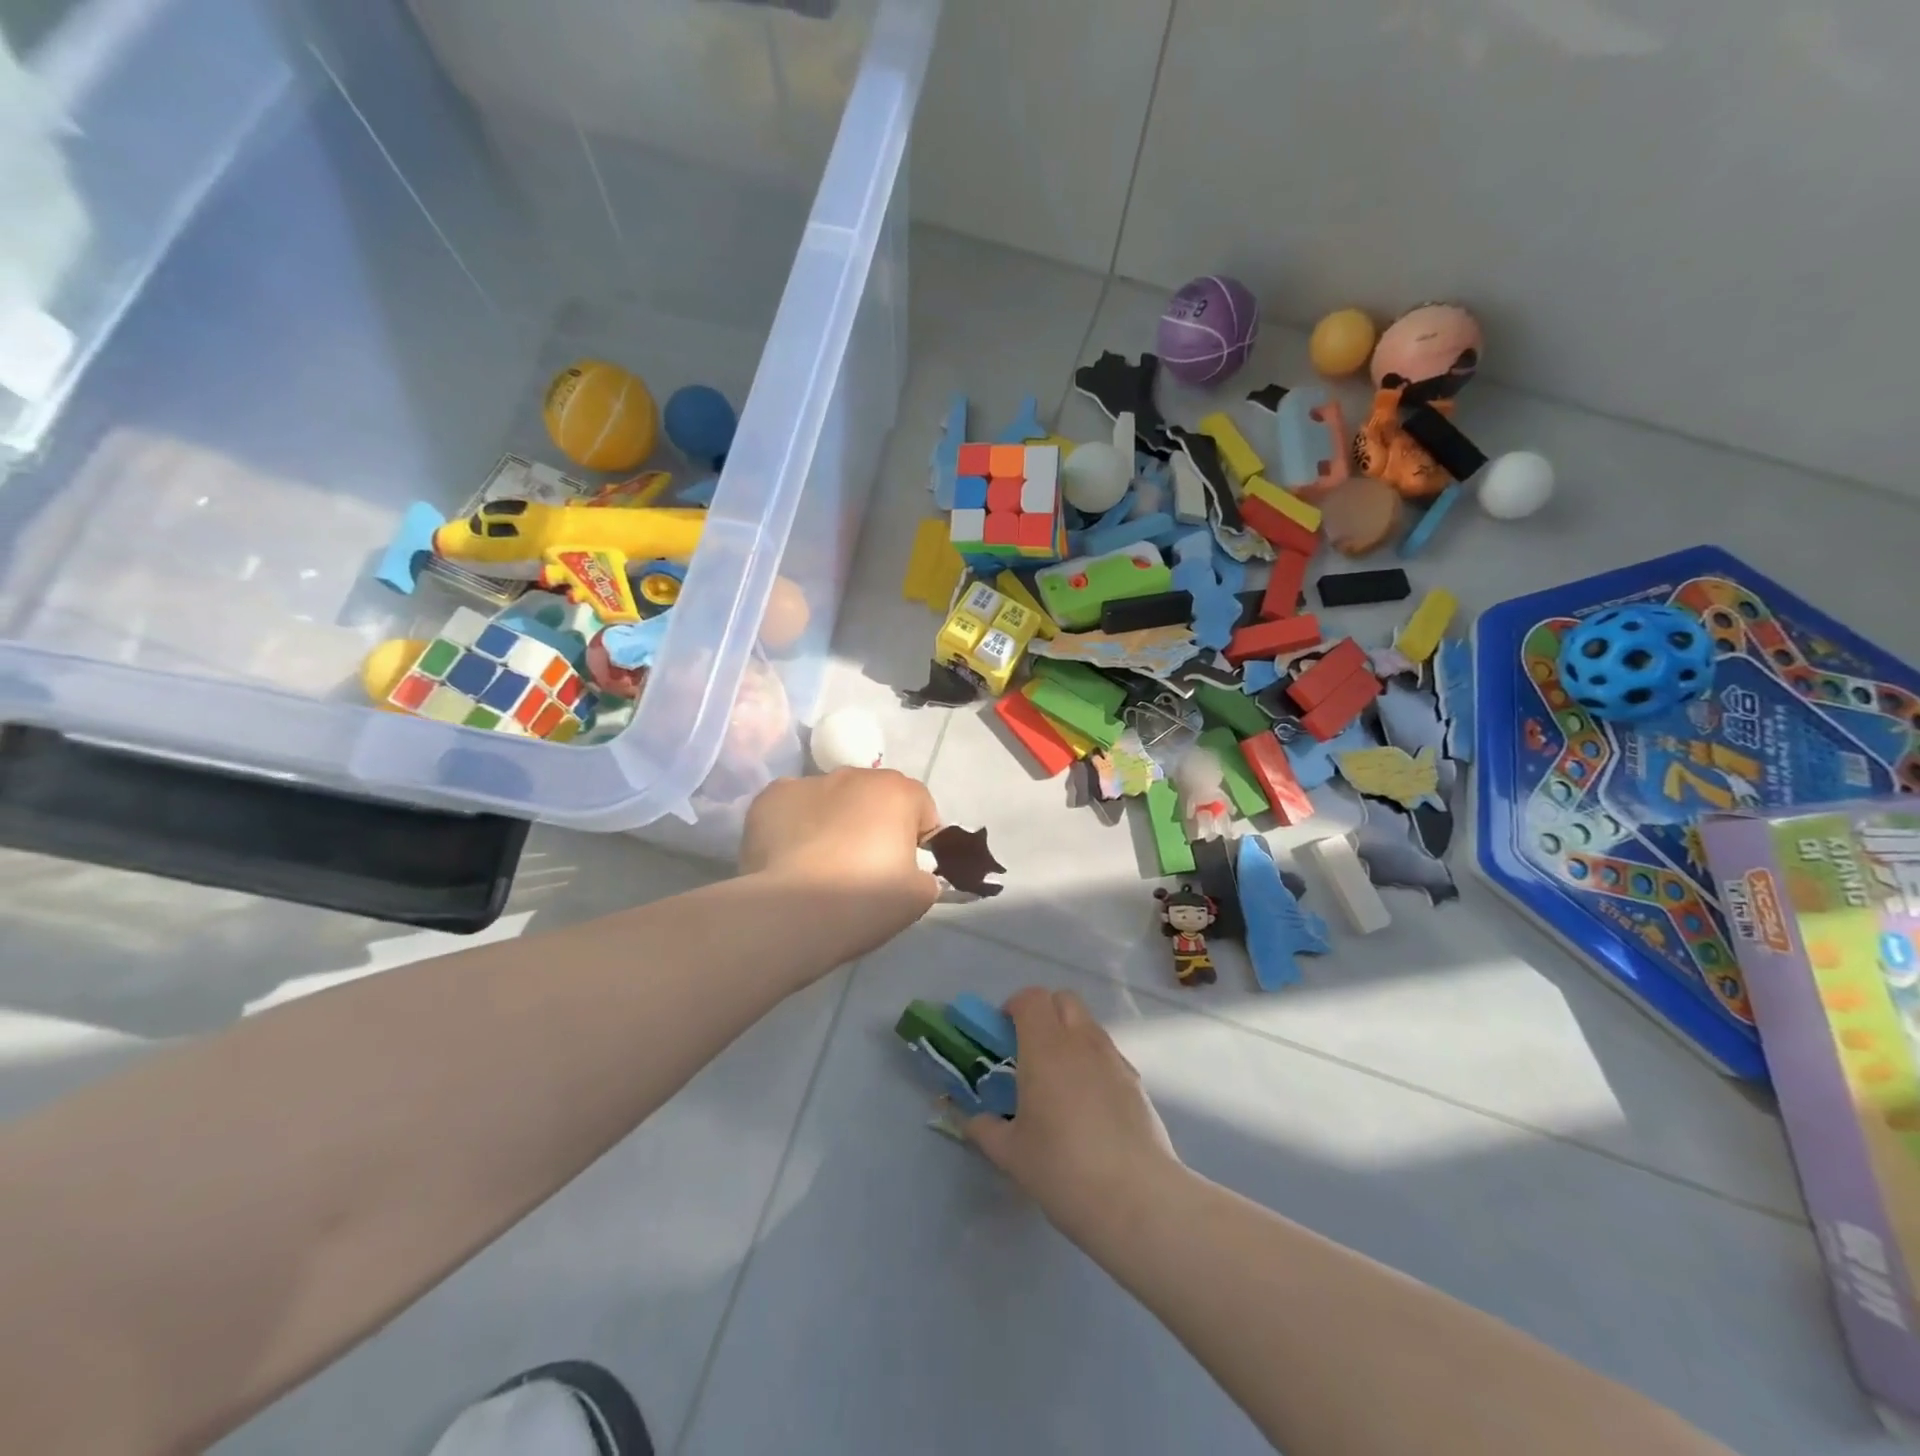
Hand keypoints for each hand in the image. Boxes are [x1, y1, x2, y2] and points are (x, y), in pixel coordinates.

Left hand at [738, 769, 942, 955]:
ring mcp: (807, 783)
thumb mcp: (919, 897)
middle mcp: (853, 775)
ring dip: (834, 822)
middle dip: (874, 824)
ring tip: (821, 867)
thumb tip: (911, 872)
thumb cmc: (863, 901)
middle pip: (874, 797)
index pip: (921, 807)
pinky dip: (795, 827)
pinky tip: (790, 860)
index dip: (918, 839)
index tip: (906, 869)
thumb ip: (925, 874)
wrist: (789, 914)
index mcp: (897, 791)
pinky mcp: (768, 798)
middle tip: (863, 869)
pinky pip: (792, 809)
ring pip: (831, 800)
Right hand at [965, 989, 1180, 1235]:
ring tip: (1059, 1079)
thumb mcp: (1011, 1154)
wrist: (1136, 1198)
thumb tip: (971, 1120)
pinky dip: (1092, 1061)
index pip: (1031, 998)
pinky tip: (1088, 1104)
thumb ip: (985, 1129)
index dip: (1015, 1007)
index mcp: (1045, 1047)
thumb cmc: (1062, 1169)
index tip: (1003, 1034)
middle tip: (1029, 1049)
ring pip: (1088, 1024)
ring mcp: (1113, 1058)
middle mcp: (1081, 1041)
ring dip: (1069, 1035)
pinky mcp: (1136, 1081)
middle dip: (1044, 1012)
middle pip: (1064, 999)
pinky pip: (1107, 1053)